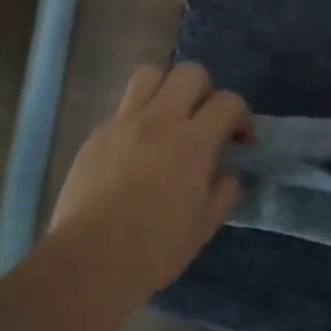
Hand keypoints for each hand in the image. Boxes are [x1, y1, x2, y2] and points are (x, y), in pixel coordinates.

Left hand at [50, 63, 249, 289]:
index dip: (241, 115)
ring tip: (169, 118)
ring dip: (166, 88)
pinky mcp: (96, 134)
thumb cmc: (154, 249)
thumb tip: (229, 174)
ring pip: (149, 74)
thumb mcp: (203, 227)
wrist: (90, 258)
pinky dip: (138, 115)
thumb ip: (223, 192)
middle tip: (204, 120)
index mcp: (192, 142)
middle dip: (205, 90)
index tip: (240, 140)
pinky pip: (122, 107)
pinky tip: (137, 147)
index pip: (227, 102)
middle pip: (189, 72)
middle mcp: (159, 120)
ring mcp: (123, 123)